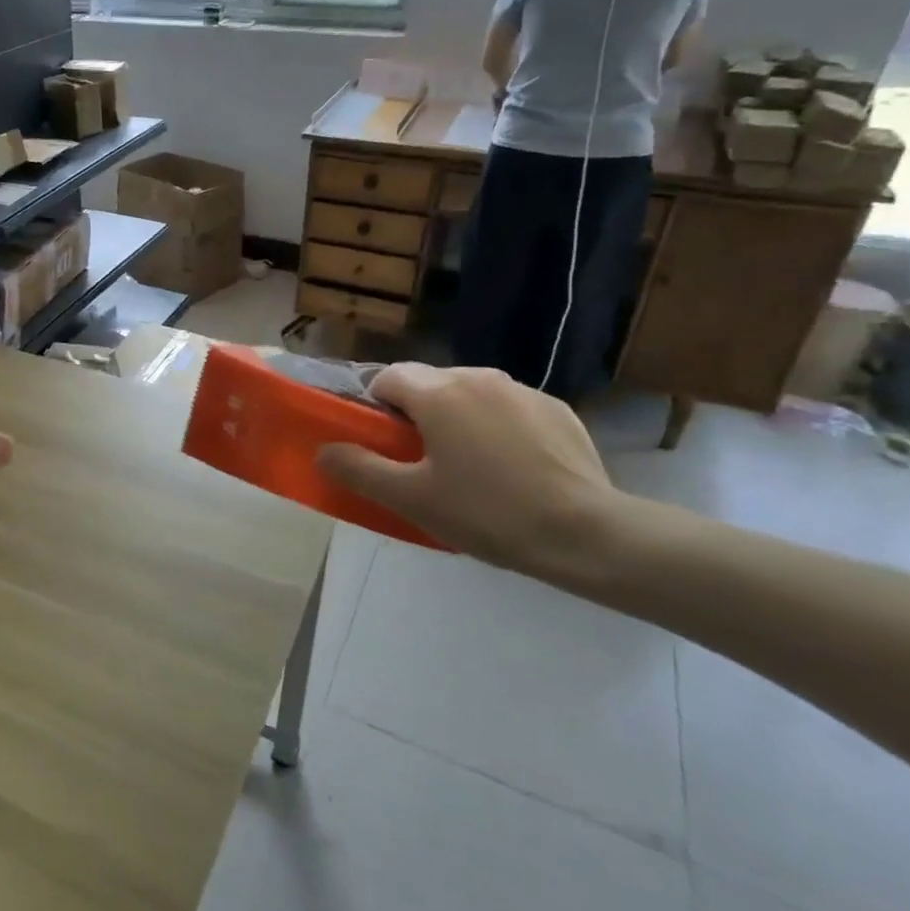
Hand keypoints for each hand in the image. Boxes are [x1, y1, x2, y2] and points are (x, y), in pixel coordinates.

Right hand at [315, 363, 619, 579]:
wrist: (586, 534)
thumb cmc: (486, 513)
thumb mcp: (411, 499)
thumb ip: (359, 469)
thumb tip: (323, 451)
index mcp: (438, 393)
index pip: (386, 378)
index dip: (375, 407)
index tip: (384, 444)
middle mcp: (477, 376)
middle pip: (428, 382)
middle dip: (416, 412)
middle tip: (422, 460)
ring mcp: (522, 390)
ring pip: (469, 393)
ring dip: (457, 417)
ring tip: (469, 466)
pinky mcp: (556, 408)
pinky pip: (508, 407)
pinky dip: (497, 426)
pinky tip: (511, 467)